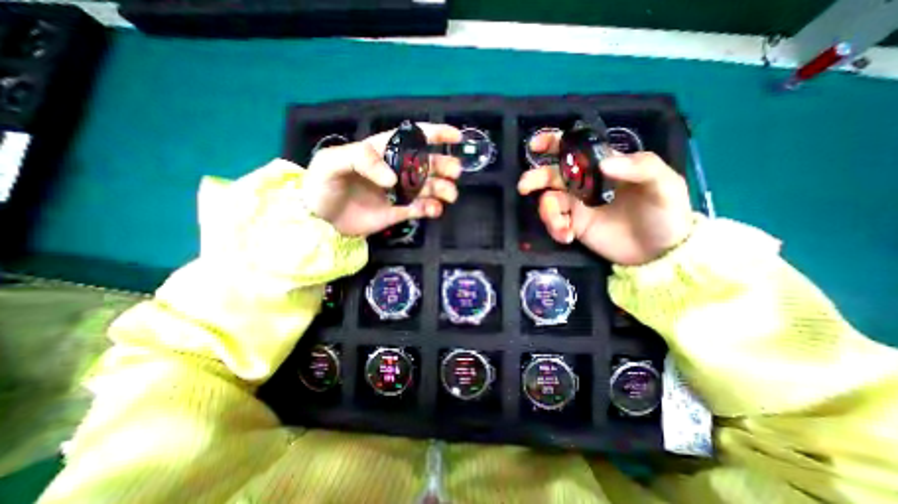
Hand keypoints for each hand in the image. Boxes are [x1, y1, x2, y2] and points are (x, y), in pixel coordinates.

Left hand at [301, 124, 461, 235]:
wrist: (318, 221)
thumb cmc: (322, 185)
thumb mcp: (332, 162)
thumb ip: (361, 159)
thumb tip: (393, 179)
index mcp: (382, 152)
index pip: (412, 138)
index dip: (434, 134)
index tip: (455, 136)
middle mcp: (395, 171)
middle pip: (426, 164)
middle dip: (443, 165)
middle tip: (454, 172)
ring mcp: (398, 193)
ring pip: (428, 188)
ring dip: (442, 189)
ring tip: (449, 195)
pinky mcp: (398, 212)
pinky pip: (419, 209)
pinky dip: (431, 209)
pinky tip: (435, 210)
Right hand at [517, 134, 688, 267]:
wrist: (660, 252)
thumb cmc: (666, 212)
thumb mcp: (665, 185)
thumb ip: (640, 167)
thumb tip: (603, 163)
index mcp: (603, 166)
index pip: (575, 149)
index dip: (553, 143)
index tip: (536, 145)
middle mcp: (584, 184)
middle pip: (552, 175)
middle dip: (536, 178)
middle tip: (525, 187)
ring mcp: (577, 207)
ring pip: (548, 202)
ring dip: (548, 214)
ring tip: (563, 229)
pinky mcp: (574, 226)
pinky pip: (555, 223)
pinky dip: (555, 229)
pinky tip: (567, 237)